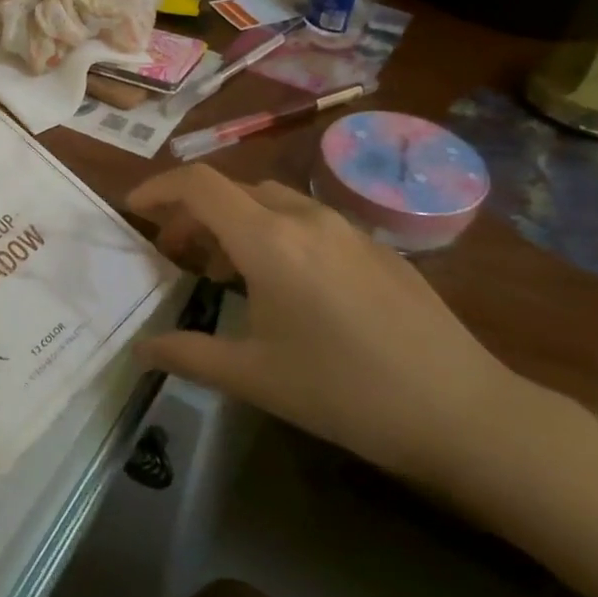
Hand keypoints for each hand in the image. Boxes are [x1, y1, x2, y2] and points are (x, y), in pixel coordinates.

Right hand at [126, 166, 532, 486]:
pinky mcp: (376, 247)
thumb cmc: (345, 391)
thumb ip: (188, 355)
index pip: (199, 185)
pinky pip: (308, 221)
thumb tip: (140, 350)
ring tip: (225, 271)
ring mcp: (347, 228)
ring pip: (271, 202)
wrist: (463, 411)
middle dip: (192, 213)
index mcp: (269, 240)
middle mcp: (305, 219)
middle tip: (174, 253)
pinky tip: (285, 285)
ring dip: (235, 222)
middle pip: (232, 190)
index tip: (134, 209)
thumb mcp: (255, 377)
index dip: (158, 188)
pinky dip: (274, 233)